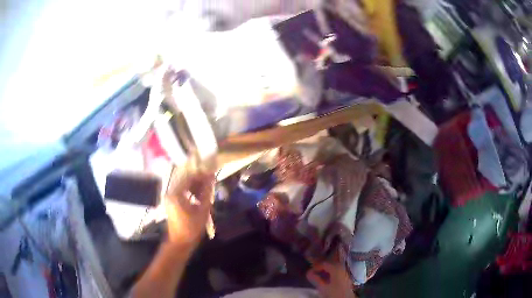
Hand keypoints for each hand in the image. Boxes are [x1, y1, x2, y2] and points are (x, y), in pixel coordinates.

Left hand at [165, 172, 214, 249]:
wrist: (180, 243)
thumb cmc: (192, 228)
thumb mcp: (202, 210)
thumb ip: (207, 192)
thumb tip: (211, 178)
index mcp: (176, 194)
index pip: (189, 177)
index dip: (201, 175)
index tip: (212, 175)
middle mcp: (170, 193)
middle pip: (185, 180)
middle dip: (198, 180)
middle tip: (210, 183)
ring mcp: (170, 197)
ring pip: (183, 186)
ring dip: (195, 186)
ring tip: (206, 191)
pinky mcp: (171, 202)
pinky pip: (181, 192)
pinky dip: (190, 192)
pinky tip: (199, 197)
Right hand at [306, 261, 355, 297]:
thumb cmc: (334, 293)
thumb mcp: (323, 287)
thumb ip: (315, 279)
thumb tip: (308, 272)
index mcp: (336, 268)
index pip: (324, 263)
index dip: (316, 267)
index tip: (309, 271)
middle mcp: (341, 267)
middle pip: (330, 264)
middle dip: (321, 268)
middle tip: (314, 272)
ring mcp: (345, 272)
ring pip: (334, 267)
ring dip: (326, 270)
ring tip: (319, 276)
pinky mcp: (346, 276)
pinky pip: (337, 271)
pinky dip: (331, 273)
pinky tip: (327, 278)